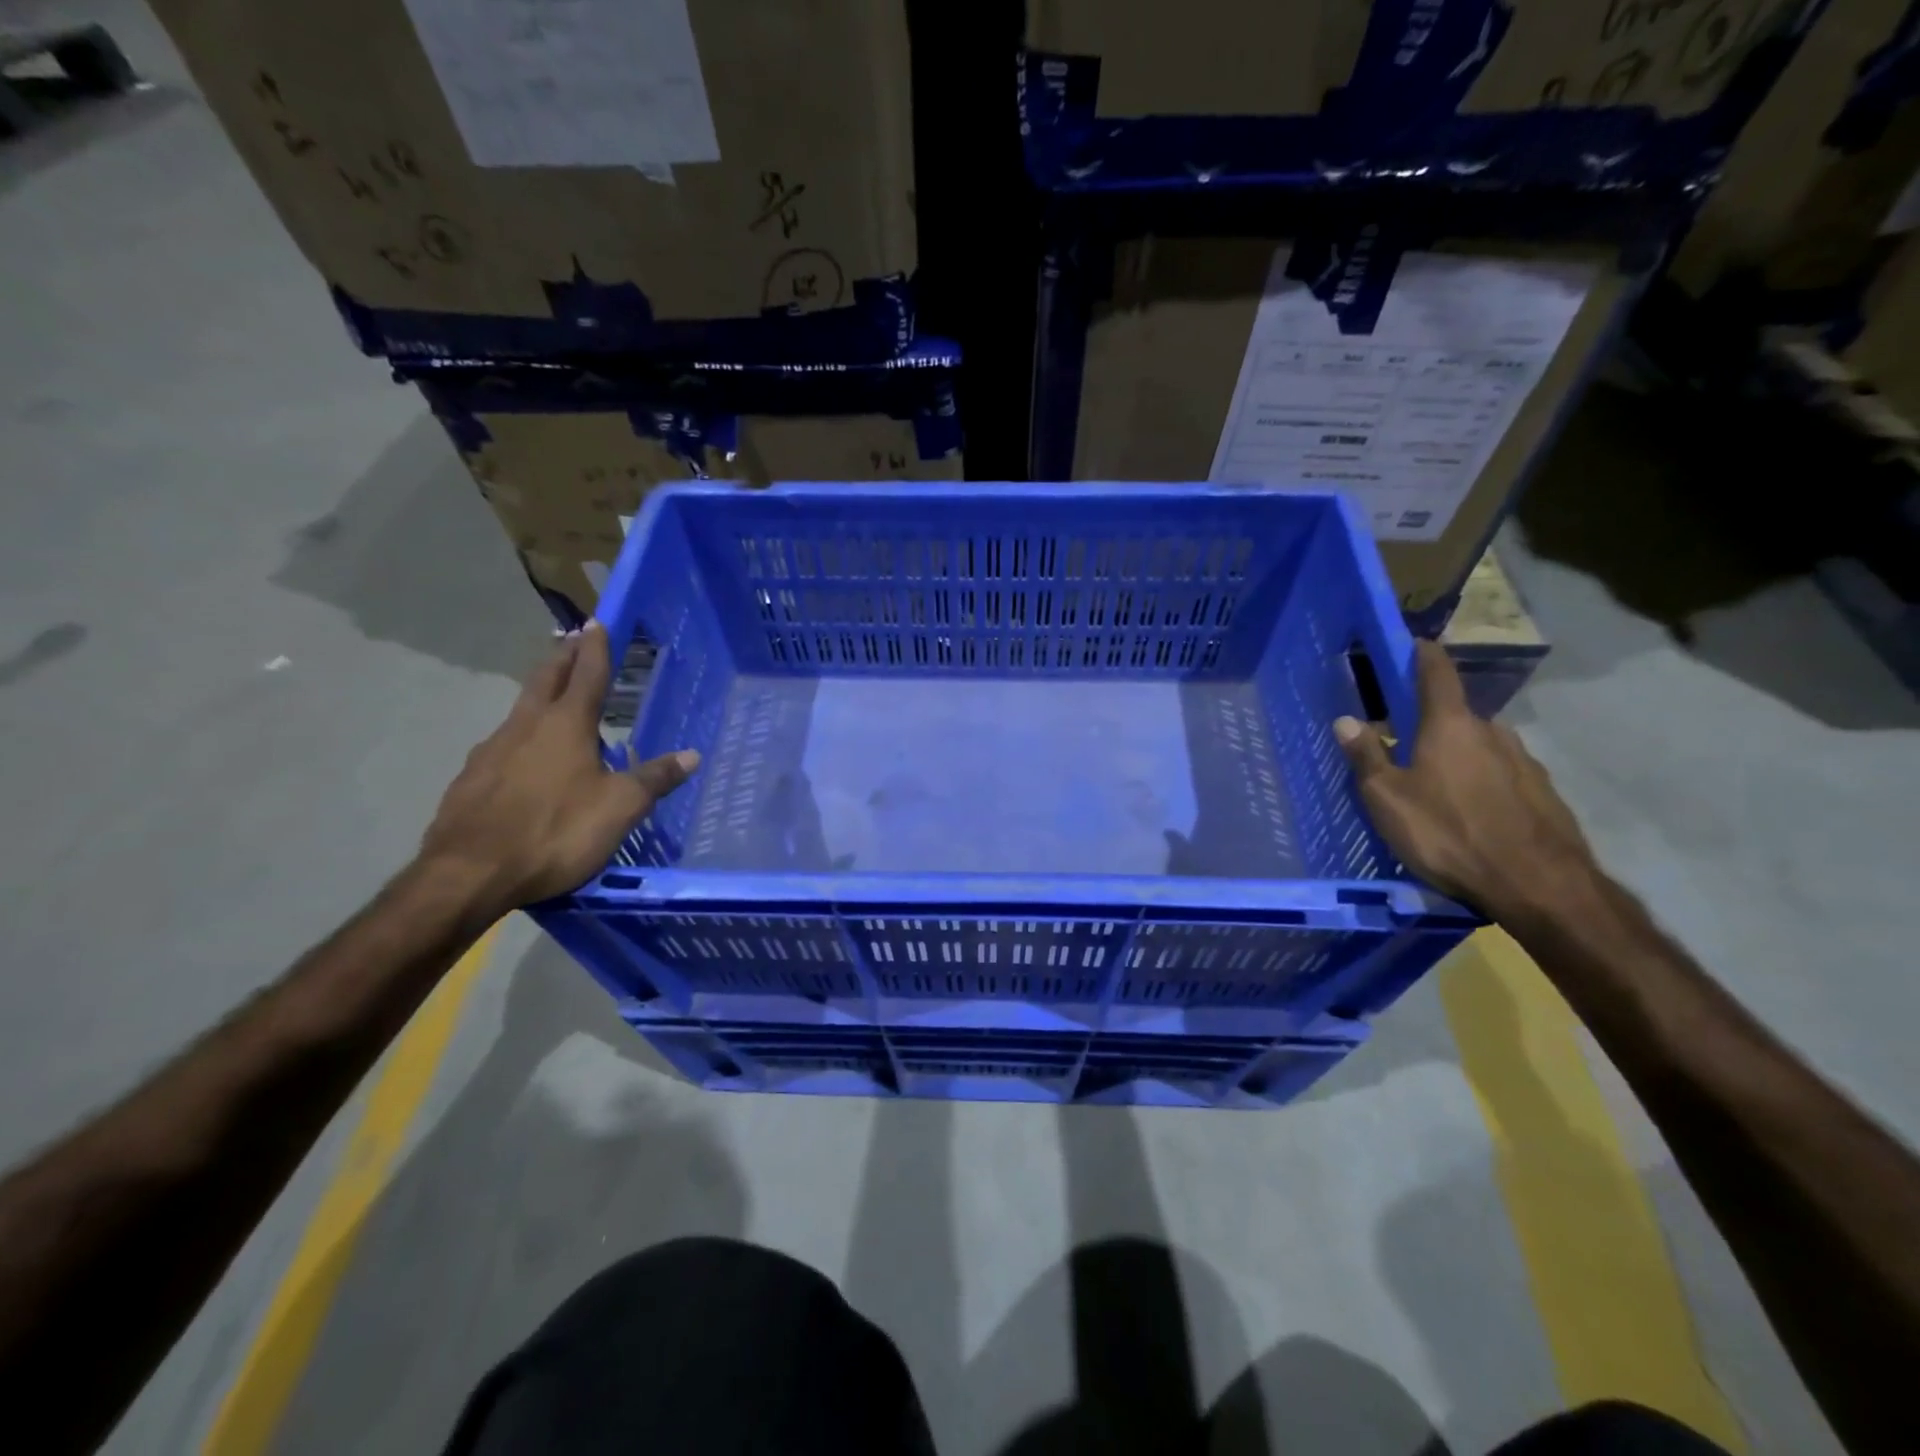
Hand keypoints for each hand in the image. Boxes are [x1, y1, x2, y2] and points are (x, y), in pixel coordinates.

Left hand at [420, 622, 698, 911]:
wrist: (468, 874)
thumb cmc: (555, 832)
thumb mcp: (620, 808)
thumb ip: (654, 779)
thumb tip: (692, 755)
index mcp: (566, 726)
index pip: (587, 675)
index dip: (596, 648)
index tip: (597, 621)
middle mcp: (526, 727)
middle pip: (545, 680)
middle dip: (563, 657)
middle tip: (572, 638)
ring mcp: (492, 751)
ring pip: (521, 710)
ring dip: (540, 694)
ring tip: (553, 696)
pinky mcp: (470, 779)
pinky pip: (503, 744)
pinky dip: (521, 736)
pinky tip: (525, 757)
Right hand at [1334, 641, 1596, 916]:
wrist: (1538, 885)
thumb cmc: (1448, 833)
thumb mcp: (1387, 799)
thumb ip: (1366, 757)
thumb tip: (1346, 719)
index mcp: (1451, 726)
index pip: (1438, 674)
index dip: (1424, 656)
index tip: (1416, 644)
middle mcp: (1492, 733)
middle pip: (1458, 717)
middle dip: (1433, 725)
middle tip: (1408, 749)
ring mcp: (1525, 763)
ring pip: (1482, 749)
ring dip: (1460, 758)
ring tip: (1439, 789)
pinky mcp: (1544, 794)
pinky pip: (1503, 777)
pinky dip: (1484, 785)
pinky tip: (1473, 815)